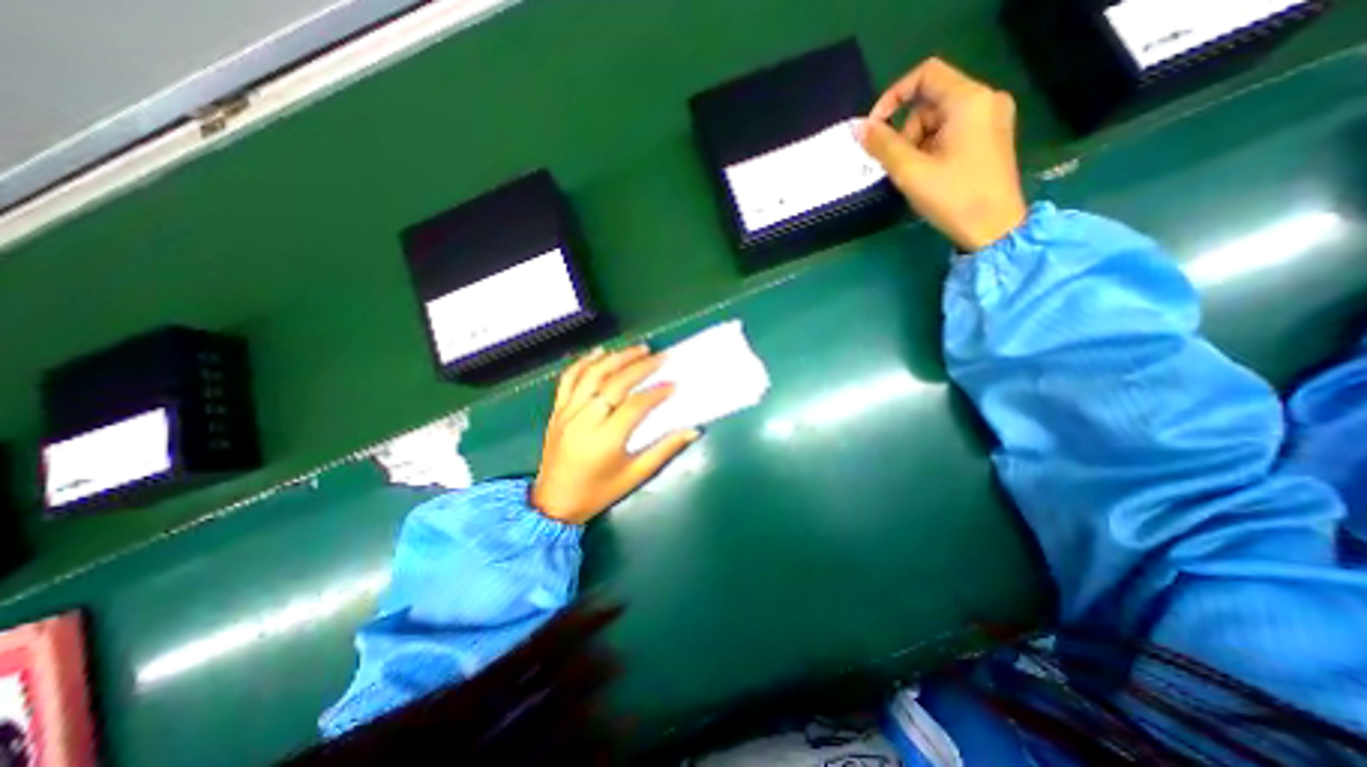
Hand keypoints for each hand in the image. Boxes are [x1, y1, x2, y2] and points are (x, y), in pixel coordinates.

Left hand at [527, 345, 699, 523]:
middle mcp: (585, 420)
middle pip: (614, 383)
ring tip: (638, 349)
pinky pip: (568, 380)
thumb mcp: (635, 476)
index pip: (635, 405)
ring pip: (592, 375)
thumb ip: (664, 450)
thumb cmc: (599, 492)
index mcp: (606, 439)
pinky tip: (599, 352)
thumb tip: (693, 431)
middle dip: (640, 367)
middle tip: (661, 356)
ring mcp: (567, 413)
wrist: (554, 503)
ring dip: (616, 358)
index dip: (657, 393)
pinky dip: (583, 362)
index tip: (674, 384)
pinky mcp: (557, 411)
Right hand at [864, 61, 1024, 250]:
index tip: (875, 129)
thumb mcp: (910, 172)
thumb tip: (857, 128)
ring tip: (917, 175)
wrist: (993, 229)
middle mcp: (985, 99)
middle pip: (930, 101)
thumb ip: (882, 146)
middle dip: (906, 131)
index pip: (925, 74)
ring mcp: (992, 118)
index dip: (893, 96)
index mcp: (969, 100)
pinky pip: (952, 131)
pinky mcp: (991, 137)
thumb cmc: (952, 198)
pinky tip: (931, 174)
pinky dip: (932, 148)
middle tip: (901, 165)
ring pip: (938, 119)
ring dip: (917, 144)